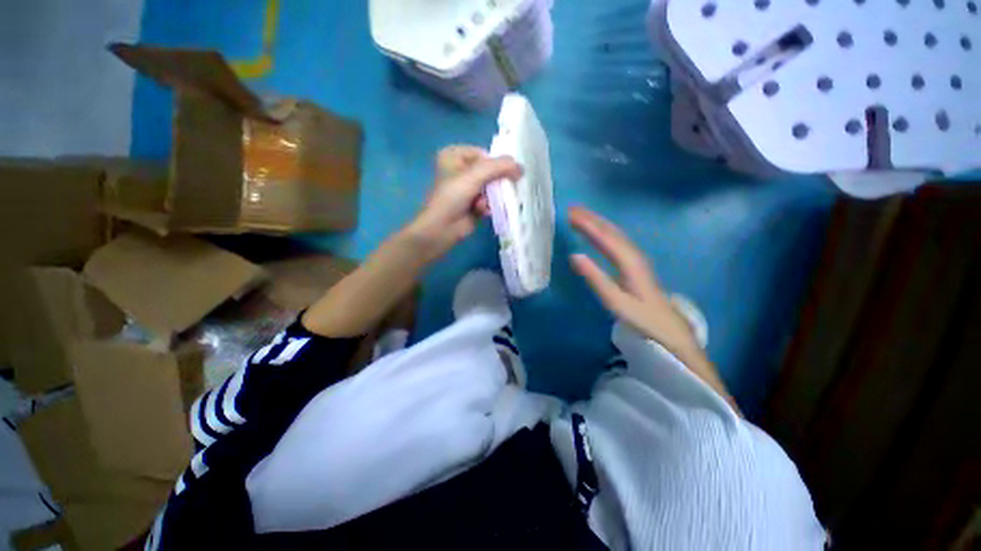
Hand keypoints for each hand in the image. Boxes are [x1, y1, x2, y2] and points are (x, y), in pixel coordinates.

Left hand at [407, 146, 522, 259]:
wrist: (442, 228)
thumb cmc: (452, 197)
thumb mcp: (475, 175)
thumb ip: (499, 167)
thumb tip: (521, 168)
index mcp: (454, 155)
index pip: (484, 154)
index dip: (496, 164)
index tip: (508, 173)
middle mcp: (460, 169)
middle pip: (489, 171)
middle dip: (495, 183)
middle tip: (501, 190)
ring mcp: (467, 188)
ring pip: (491, 187)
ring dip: (491, 197)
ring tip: (483, 203)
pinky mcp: (472, 204)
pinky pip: (488, 200)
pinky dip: (487, 206)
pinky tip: (481, 212)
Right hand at [568, 207, 698, 355]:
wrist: (669, 327)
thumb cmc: (641, 316)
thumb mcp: (615, 301)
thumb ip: (595, 277)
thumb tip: (574, 255)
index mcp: (628, 261)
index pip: (605, 237)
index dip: (587, 224)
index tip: (570, 214)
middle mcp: (633, 253)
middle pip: (610, 230)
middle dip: (590, 218)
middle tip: (570, 209)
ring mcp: (635, 256)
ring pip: (614, 233)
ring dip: (596, 222)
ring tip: (579, 215)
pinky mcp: (634, 262)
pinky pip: (616, 239)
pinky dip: (603, 231)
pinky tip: (596, 231)